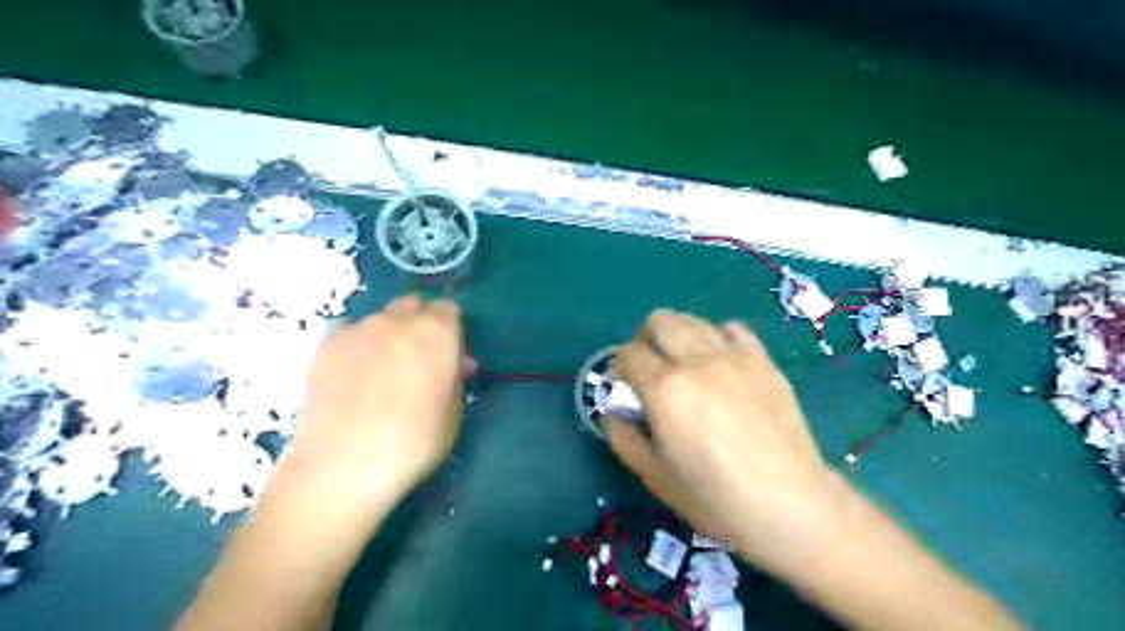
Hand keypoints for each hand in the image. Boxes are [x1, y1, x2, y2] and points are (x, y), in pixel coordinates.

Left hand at [286, 295, 472, 512]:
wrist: (343, 468)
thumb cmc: (413, 444)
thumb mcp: (453, 413)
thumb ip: (455, 377)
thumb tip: (456, 363)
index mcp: (437, 333)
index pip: (449, 309)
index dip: (451, 329)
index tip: (449, 353)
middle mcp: (398, 320)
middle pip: (414, 305)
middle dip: (420, 324)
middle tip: (419, 358)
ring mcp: (358, 329)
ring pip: (381, 318)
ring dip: (388, 334)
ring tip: (381, 368)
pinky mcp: (325, 344)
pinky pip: (349, 331)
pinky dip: (356, 343)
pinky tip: (352, 371)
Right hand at [612, 311, 837, 575]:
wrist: (790, 504)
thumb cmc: (715, 498)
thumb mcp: (655, 477)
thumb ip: (624, 438)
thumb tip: (612, 412)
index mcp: (665, 388)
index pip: (628, 353)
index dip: (620, 367)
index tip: (626, 386)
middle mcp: (696, 361)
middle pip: (659, 321)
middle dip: (645, 340)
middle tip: (651, 369)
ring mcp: (733, 356)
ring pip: (693, 320)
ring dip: (678, 336)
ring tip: (684, 365)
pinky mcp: (763, 361)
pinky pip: (732, 329)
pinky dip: (717, 338)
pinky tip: (721, 363)